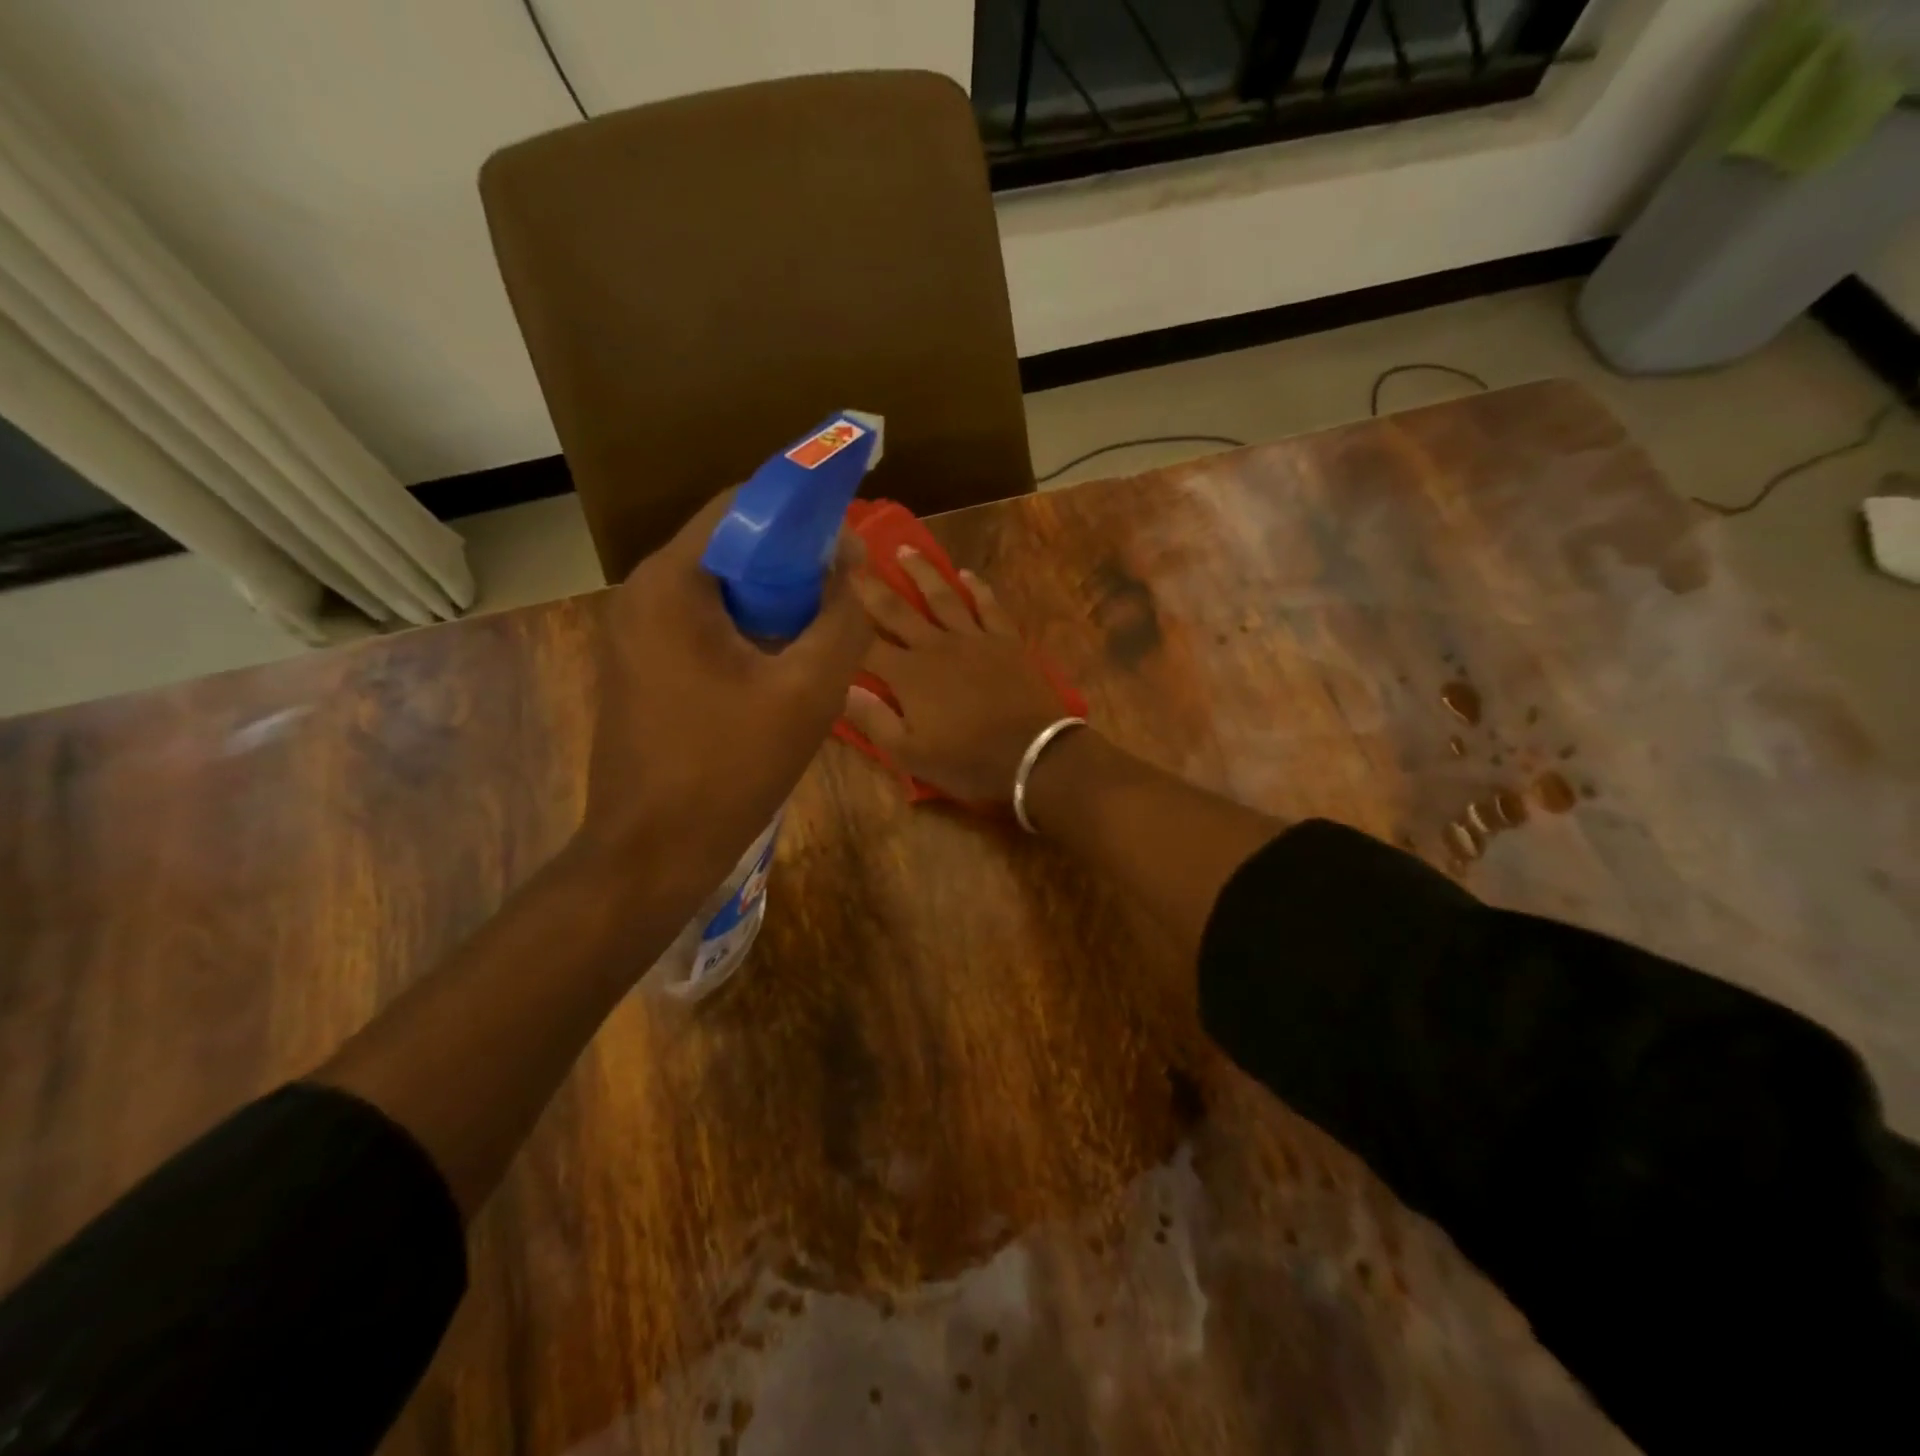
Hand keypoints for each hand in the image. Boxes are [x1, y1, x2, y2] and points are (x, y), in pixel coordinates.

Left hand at [580, 493, 871, 895]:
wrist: (653, 851)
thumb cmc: (729, 768)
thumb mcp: (808, 692)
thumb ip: (844, 621)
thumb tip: (852, 568)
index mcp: (672, 582)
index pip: (743, 506)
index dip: (804, 515)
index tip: (850, 546)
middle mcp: (644, 594)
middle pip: (732, 548)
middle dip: (795, 564)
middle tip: (845, 596)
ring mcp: (638, 633)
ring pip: (722, 591)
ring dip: (776, 601)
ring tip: (823, 632)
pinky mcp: (644, 667)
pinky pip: (706, 627)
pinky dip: (750, 631)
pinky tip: (785, 667)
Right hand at [844, 550, 1066, 803]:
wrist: (1033, 755)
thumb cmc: (968, 760)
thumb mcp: (910, 754)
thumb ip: (873, 719)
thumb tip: (840, 687)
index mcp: (908, 674)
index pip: (865, 643)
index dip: (842, 621)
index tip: (823, 597)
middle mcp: (935, 646)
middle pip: (897, 610)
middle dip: (872, 587)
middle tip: (853, 560)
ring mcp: (973, 638)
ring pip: (941, 597)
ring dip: (921, 572)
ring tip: (904, 550)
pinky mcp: (1005, 640)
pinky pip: (988, 606)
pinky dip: (977, 587)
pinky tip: (966, 573)